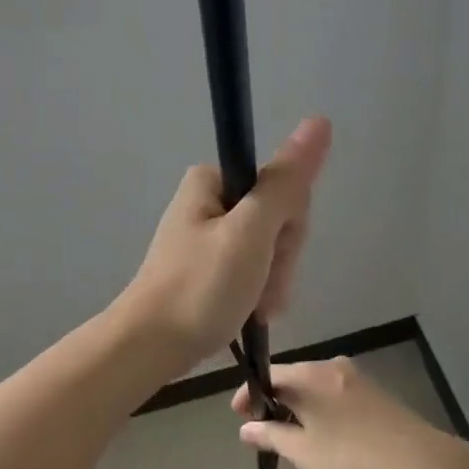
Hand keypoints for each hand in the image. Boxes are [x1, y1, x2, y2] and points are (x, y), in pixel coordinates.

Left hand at [118, 117, 331, 370]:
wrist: (150, 347)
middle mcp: (209, 201)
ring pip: (268, 250)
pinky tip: (249, 313)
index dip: (289, 225)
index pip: (283, 188)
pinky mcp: (206, 267)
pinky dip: (256, 292)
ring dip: (271, 281)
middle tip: (260, 286)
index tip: (271, 252)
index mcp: (213, 180)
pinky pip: (250, 270)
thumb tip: (318, 122)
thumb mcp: (251, 232)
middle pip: (276, 220)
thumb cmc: (201, 287)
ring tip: (253, 307)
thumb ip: (286, 182)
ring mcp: (207, 236)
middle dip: (279, 259)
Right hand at [230, 357, 444, 468]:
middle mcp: (332, 366)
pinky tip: (325, 433)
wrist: (416, 463)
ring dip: (301, 406)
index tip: (238, 415)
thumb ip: (271, 436)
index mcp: (310, 375)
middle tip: (264, 429)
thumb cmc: (350, 456)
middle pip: (294, 377)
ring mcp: (358, 378)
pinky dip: (323, 408)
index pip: (270, 374)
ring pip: (317, 386)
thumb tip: (245, 429)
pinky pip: (337, 394)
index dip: (249, 394)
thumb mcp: (302, 452)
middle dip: (276, 400)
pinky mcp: (377, 393)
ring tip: (293, 435)